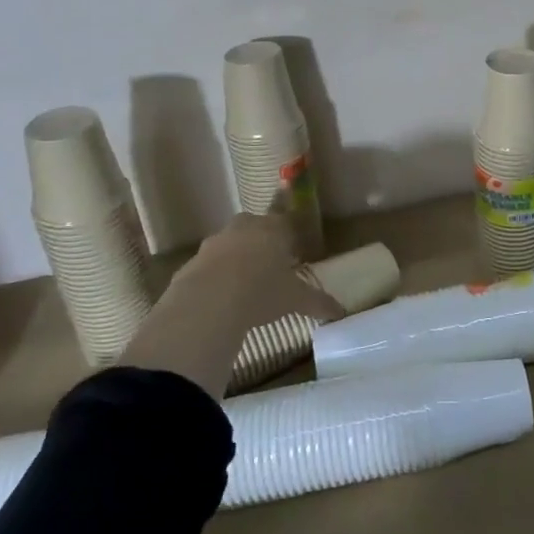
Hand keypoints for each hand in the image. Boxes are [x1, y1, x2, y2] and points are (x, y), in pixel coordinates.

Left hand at [118, 214, 341, 397]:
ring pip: (229, 243)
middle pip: (255, 226)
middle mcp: (244, 228)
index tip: (292, 250)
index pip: (285, 221)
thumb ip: (318, 302)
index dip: (289, 235)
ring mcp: (215, 242)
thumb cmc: (262, 291)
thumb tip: (341, 312)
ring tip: (244, 283)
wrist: (208, 302)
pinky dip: (215, 276)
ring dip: (236, 257)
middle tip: (269, 265)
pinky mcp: (192, 262)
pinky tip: (220, 298)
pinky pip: (208, 265)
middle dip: (261, 241)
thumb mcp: (295, 299)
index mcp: (273, 229)